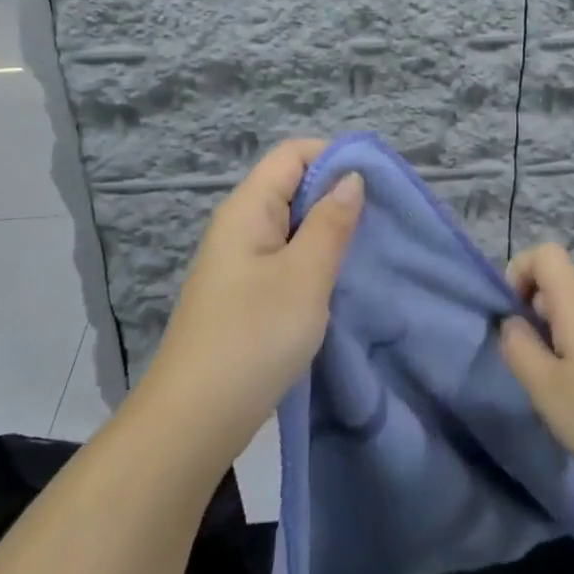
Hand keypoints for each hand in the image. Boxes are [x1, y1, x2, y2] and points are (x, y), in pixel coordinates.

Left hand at [140, 139, 364, 465]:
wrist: (194, 419)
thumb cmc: (254, 337)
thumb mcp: (304, 276)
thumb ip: (331, 223)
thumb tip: (350, 177)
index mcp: (248, 208)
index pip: (292, 153)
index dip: (334, 157)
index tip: (376, 185)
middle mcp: (240, 225)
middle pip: (292, 185)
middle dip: (336, 195)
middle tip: (379, 222)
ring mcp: (239, 261)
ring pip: (291, 225)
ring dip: (327, 231)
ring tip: (365, 251)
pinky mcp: (244, 293)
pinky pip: (284, 257)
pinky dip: (313, 260)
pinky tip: (337, 282)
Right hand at [499, 244, 573, 502]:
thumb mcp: (545, 387)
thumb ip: (518, 348)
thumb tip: (511, 323)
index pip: (544, 253)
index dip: (518, 273)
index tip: (511, 316)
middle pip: (556, 285)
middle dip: (530, 315)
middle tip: (528, 363)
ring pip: (571, 315)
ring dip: (550, 341)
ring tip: (553, 388)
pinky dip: (573, 357)